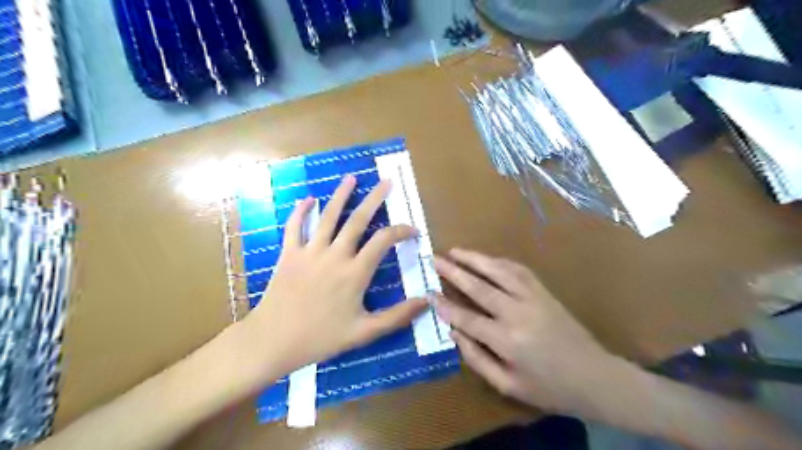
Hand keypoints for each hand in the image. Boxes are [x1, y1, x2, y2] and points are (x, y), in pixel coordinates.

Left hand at [243, 178, 425, 374]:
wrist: (274, 341)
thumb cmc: (321, 338)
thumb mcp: (364, 333)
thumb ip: (397, 316)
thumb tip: (426, 301)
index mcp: (355, 272)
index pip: (384, 241)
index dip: (401, 231)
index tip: (413, 231)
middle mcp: (335, 255)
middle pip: (358, 220)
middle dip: (374, 199)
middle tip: (386, 182)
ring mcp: (310, 251)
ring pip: (328, 216)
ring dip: (341, 195)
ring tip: (351, 178)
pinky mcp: (289, 254)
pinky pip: (295, 227)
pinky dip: (301, 211)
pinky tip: (307, 199)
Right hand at [437, 250, 621, 414]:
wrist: (595, 377)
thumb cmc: (549, 388)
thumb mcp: (508, 385)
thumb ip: (477, 359)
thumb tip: (454, 332)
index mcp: (507, 341)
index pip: (466, 318)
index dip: (445, 306)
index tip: (428, 293)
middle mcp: (517, 313)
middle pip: (479, 287)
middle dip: (454, 272)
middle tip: (435, 259)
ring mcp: (533, 298)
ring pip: (498, 271)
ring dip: (475, 258)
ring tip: (455, 250)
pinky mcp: (544, 292)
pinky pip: (518, 270)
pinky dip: (499, 261)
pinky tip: (487, 258)